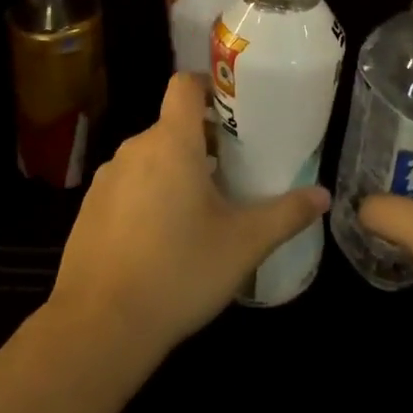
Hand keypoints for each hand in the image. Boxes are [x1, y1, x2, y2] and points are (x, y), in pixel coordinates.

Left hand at [48, 74, 329, 360]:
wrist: (99, 327)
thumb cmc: (180, 271)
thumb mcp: (244, 244)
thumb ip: (286, 214)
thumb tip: (323, 195)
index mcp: (171, 142)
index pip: (184, 85)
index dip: (209, 86)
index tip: (234, 110)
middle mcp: (134, 149)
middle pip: (172, 125)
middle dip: (203, 141)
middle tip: (233, 171)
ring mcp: (106, 179)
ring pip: (150, 158)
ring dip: (176, 170)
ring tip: (202, 209)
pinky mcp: (89, 209)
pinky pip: (127, 186)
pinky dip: (148, 195)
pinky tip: (163, 238)